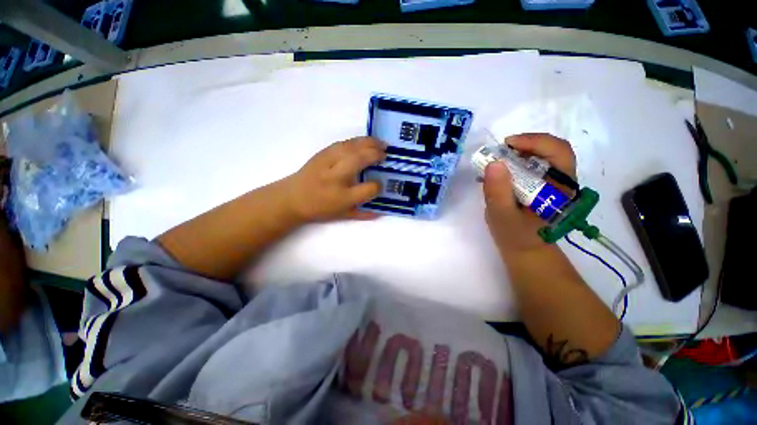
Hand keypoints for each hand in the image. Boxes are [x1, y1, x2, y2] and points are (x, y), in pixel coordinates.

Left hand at [283, 137, 385, 222]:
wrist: (292, 198)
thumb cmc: (319, 209)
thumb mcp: (342, 216)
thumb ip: (363, 214)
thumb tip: (381, 211)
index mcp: (343, 197)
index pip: (368, 188)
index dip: (377, 186)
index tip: (379, 185)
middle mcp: (336, 177)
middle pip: (360, 159)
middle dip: (376, 154)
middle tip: (386, 154)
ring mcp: (328, 163)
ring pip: (352, 147)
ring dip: (369, 142)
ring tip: (380, 144)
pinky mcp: (322, 153)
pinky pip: (343, 143)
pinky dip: (357, 141)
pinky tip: (364, 142)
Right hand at [483, 133, 575, 255]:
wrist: (524, 249)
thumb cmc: (515, 236)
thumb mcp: (502, 216)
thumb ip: (498, 192)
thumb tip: (494, 163)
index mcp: (560, 189)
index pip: (559, 152)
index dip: (535, 141)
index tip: (507, 144)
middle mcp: (562, 182)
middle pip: (552, 150)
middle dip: (525, 144)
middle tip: (500, 151)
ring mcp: (553, 183)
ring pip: (542, 155)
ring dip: (520, 151)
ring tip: (498, 159)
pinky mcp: (543, 185)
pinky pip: (533, 165)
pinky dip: (517, 161)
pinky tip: (502, 169)